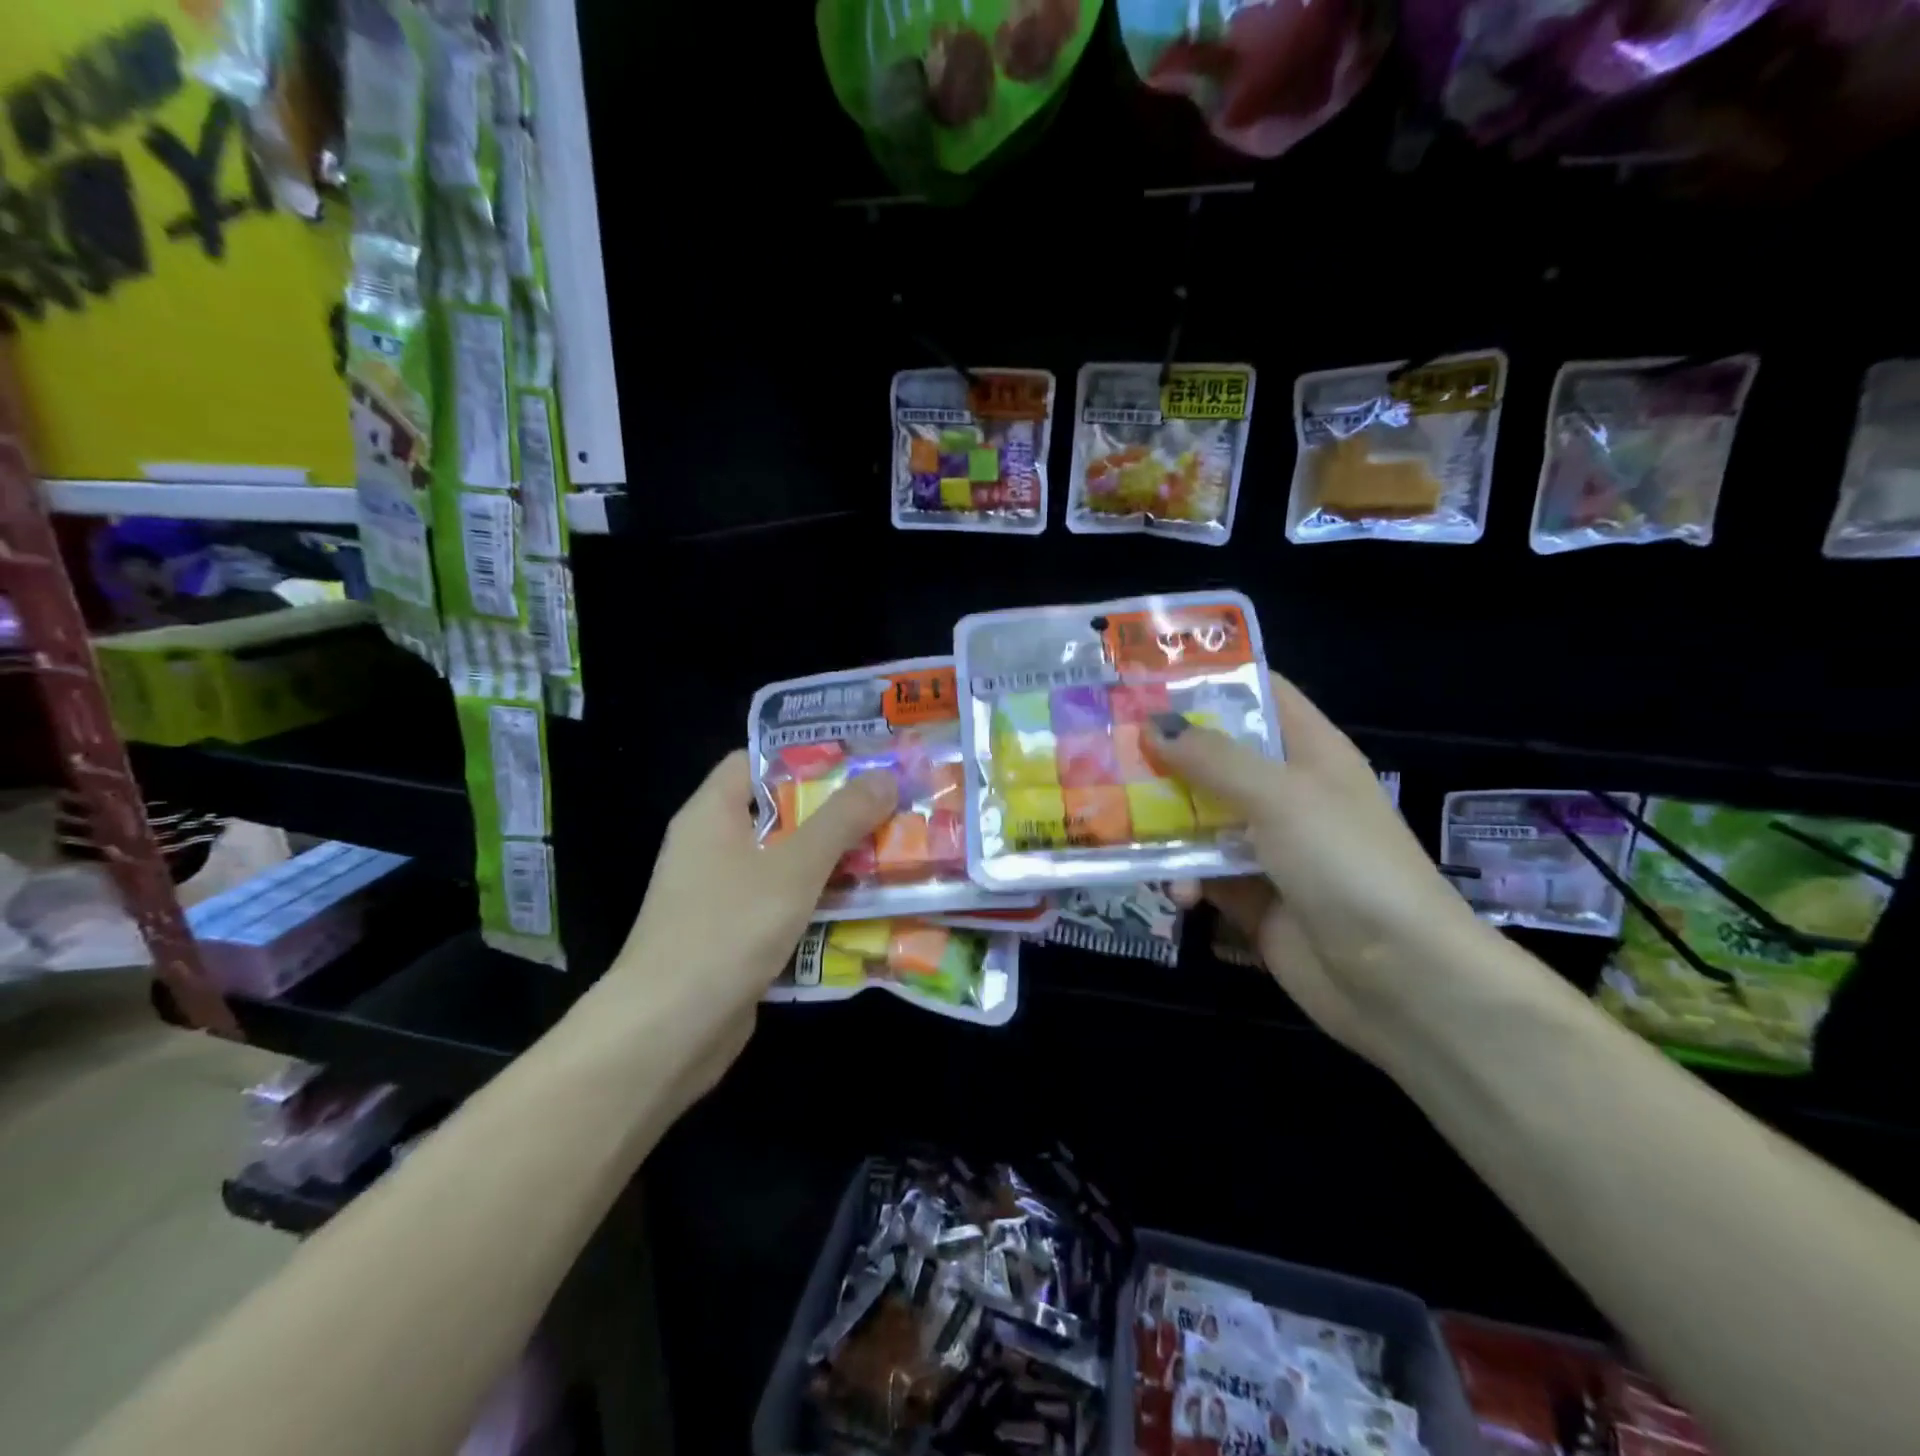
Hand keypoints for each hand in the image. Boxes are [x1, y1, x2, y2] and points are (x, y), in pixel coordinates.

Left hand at [608, 751, 896, 1098]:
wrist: (667, 1033)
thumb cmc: (726, 929)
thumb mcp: (794, 867)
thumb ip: (841, 820)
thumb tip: (884, 776)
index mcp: (712, 815)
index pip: (754, 761)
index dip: (804, 756)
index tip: (858, 760)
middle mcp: (711, 848)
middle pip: (778, 815)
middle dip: (834, 813)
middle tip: (890, 807)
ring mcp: (720, 897)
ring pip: (785, 865)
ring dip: (833, 864)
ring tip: (892, 853)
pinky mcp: (733, 940)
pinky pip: (782, 908)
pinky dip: (818, 906)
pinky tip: (865, 910)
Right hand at [1153, 673, 1482, 1064]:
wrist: (1399, 980)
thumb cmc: (1346, 864)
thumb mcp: (1280, 797)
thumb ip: (1213, 759)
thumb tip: (1153, 725)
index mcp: (1309, 752)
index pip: (1260, 695)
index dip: (1210, 681)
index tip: (1146, 679)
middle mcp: (1287, 792)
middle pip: (1216, 757)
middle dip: (1165, 754)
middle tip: (1105, 748)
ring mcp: (1268, 846)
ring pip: (1199, 817)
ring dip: (1164, 823)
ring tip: (1123, 826)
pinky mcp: (1251, 895)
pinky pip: (1201, 872)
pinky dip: (1183, 878)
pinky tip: (1177, 894)